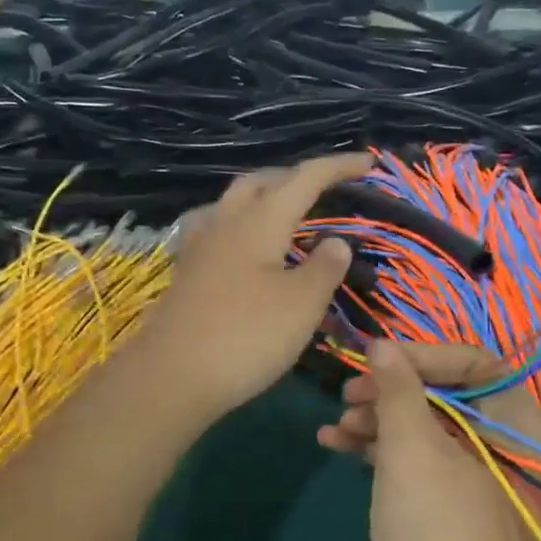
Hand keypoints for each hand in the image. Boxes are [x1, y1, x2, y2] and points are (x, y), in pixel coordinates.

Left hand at [135, 152, 372, 425]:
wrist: (171, 378)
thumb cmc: (246, 337)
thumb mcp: (302, 304)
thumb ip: (324, 267)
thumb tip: (336, 241)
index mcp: (259, 222)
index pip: (305, 179)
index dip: (338, 167)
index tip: (369, 163)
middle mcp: (226, 223)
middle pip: (262, 182)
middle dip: (296, 177)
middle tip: (326, 187)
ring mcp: (200, 248)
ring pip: (234, 203)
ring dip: (264, 197)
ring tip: (286, 211)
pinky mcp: (187, 273)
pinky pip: (218, 229)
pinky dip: (241, 225)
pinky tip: (245, 246)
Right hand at [317, 341, 540, 540]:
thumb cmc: (438, 533)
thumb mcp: (413, 451)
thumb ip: (398, 389)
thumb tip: (382, 343)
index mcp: (521, 426)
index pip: (476, 363)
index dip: (424, 355)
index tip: (377, 358)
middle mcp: (507, 447)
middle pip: (446, 395)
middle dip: (393, 391)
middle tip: (348, 393)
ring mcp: (477, 480)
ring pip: (426, 429)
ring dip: (378, 421)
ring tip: (335, 424)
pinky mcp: (448, 509)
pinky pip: (416, 463)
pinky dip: (380, 451)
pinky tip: (335, 444)